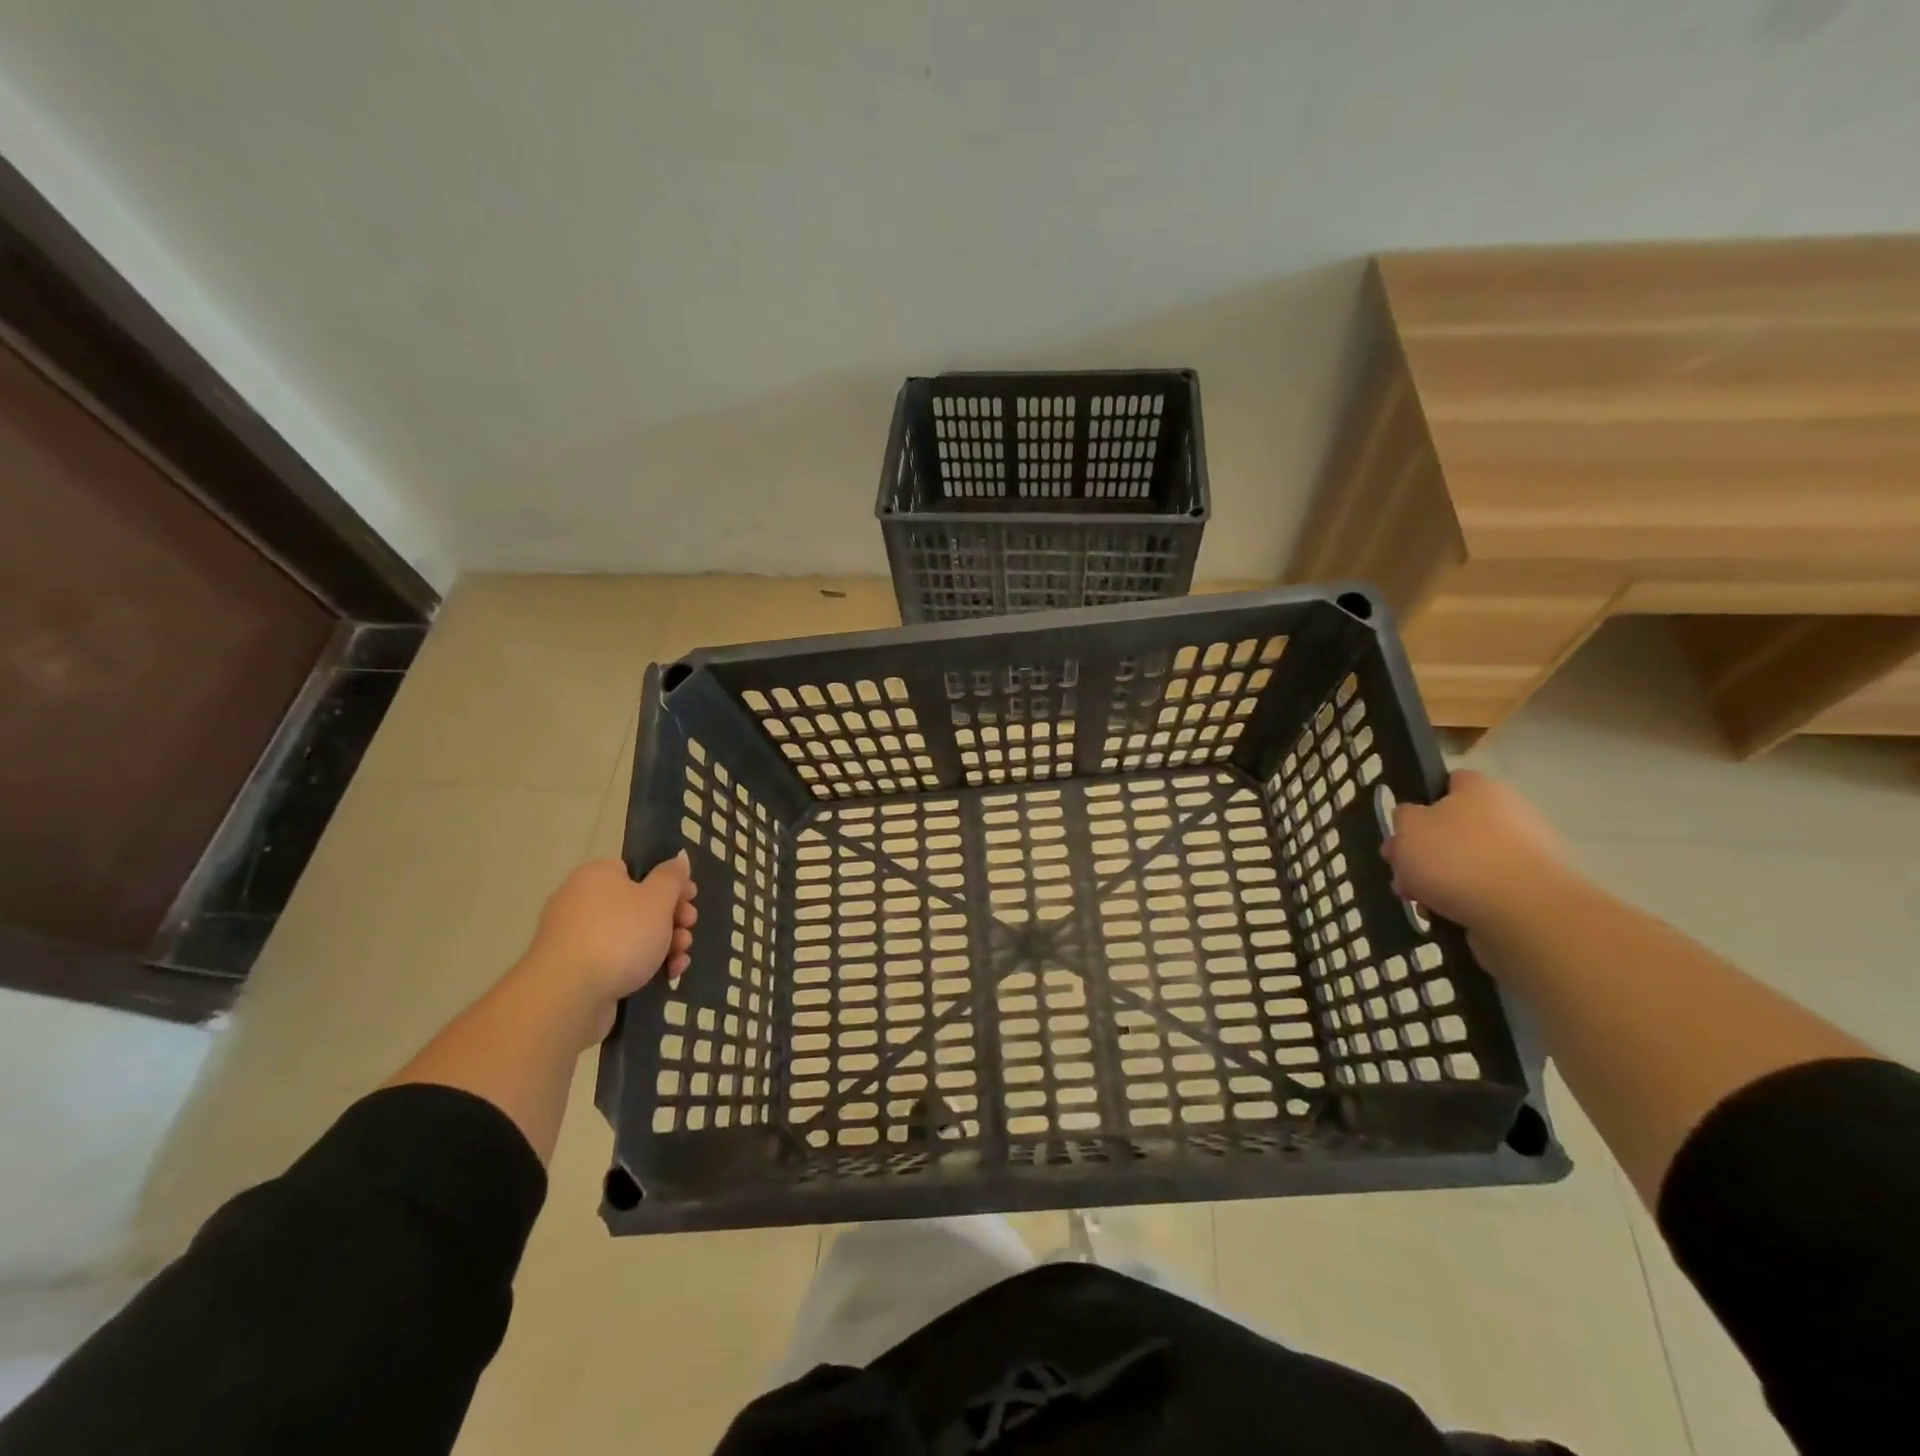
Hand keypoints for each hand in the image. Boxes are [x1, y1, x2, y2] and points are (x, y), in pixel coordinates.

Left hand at [520, 855, 696, 1040]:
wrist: (568, 996)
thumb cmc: (619, 936)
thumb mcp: (657, 899)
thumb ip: (672, 876)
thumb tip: (679, 857)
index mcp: (598, 876)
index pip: (639, 871)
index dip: (670, 885)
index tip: (691, 899)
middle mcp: (583, 902)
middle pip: (640, 905)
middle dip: (672, 920)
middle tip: (688, 930)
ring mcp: (579, 939)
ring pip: (633, 936)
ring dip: (665, 945)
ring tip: (679, 960)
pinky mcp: (579, 971)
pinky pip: (619, 960)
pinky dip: (644, 966)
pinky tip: (667, 975)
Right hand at [1379, 771, 1574, 934]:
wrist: (1524, 912)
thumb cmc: (1457, 857)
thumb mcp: (1407, 827)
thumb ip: (1403, 817)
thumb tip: (1414, 819)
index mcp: (1480, 788)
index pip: (1448, 782)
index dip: (1421, 802)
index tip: (1402, 827)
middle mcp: (1508, 814)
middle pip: (1452, 828)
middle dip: (1422, 851)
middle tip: (1399, 872)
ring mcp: (1524, 854)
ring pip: (1465, 862)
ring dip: (1437, 879)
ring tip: (1417, 901)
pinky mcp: (1531, 890)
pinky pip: (1485, 889)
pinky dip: (1462, 900)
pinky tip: (1443, 915)